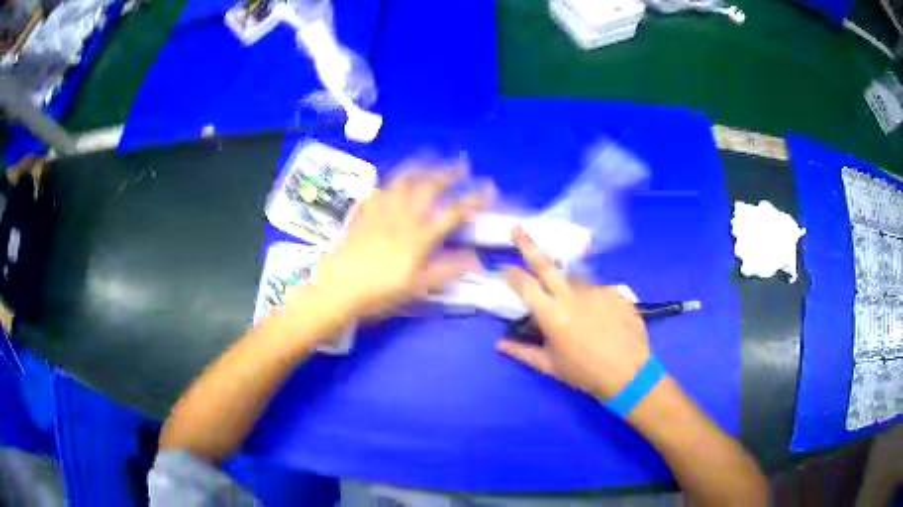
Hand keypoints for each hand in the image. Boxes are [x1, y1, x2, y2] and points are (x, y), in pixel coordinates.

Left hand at [310, 161, 491, 319]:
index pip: (453, 213)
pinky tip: (395, 182)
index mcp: (420, 237)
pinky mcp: (365, 212)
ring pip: (404, 181)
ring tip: (431, 162)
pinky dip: (392, 181)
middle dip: (449, 173)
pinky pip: (380, 189)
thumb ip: (447, 270)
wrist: (338, 286)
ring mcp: (382, 211)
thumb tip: (475, 259)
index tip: (488, 190)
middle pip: (429, 187)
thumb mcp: (417, 287)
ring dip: (421, 168)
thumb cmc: (380, 291)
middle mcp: (404, 217)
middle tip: (462, 165)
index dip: (474, 200)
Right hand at [496, 228, 651, 399]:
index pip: (525, 286)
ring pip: (574, 279)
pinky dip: (591, 298)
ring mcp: (596, 290)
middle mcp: (572, 295)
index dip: (510, 274)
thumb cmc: (585, 373)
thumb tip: (499, 345)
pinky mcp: (614, 291)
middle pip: (546, 265)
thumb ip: (523, 352)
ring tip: (575, 308)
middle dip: (528, 245)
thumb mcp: (551, 366)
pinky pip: (596, 290)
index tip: (503, 267)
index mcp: (552, 315)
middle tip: (517, 229)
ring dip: (566, 284)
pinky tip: (598, 315)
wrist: (629, 373)